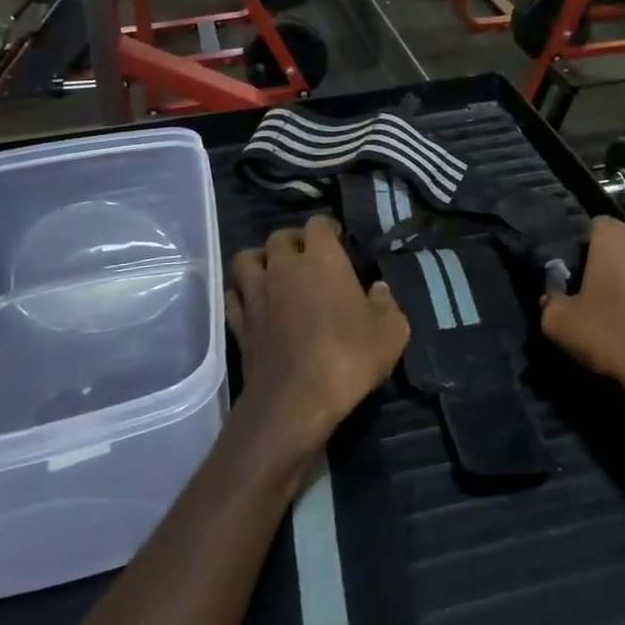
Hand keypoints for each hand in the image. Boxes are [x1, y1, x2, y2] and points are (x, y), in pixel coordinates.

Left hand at [227, 217, 410, 459]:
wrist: (295, 401)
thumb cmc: (348, 358)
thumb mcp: (391, 332)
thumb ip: (387, 304)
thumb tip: (378, 290)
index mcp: (322, 260)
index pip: (318, 224)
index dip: (327, 227)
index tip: (337, 238)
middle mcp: (284, 267)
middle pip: (279, 237)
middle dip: (293, 241)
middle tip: (307, 256)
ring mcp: (256, 294)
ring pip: (246, 259)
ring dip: (260, 260)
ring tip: (273, 273)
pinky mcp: (239, 322)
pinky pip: (233, 295)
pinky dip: (242, 294)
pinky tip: (254, 303)